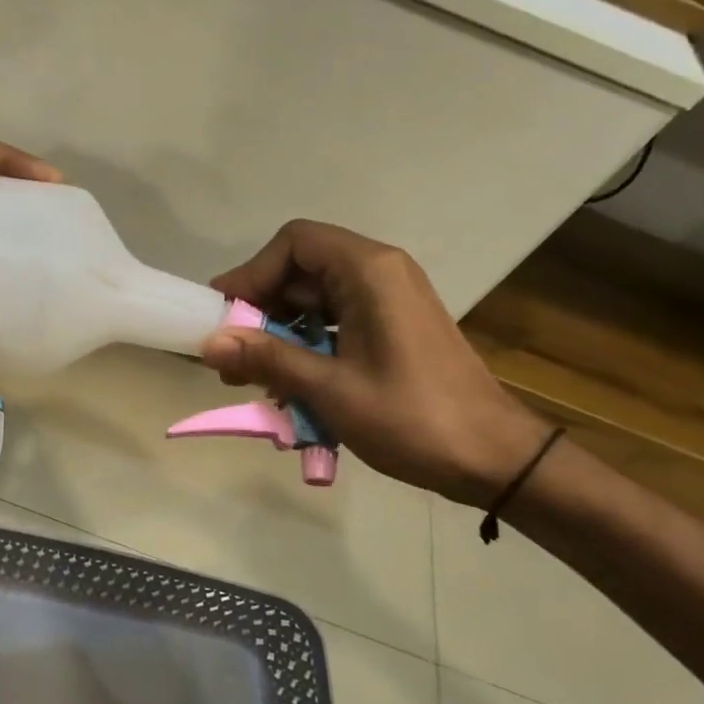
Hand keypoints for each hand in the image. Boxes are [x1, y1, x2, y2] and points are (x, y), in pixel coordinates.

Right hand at [203, 221, 547, 506]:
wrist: (493, 459)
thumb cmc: (412, 418)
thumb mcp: (331, 389)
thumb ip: (268, 358)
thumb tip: (209, 343)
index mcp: (369, 272)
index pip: (294, 244)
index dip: (252, 273)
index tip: (224, 315)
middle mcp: (379, 275)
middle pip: (301, 271)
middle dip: (260, 311)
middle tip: (230, 358)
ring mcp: (388, 303)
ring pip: (314, 302)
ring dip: (279, 336)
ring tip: (253, 380)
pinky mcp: (391, 330)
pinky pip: (334, 325)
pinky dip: (305, 349)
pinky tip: (289, 388)